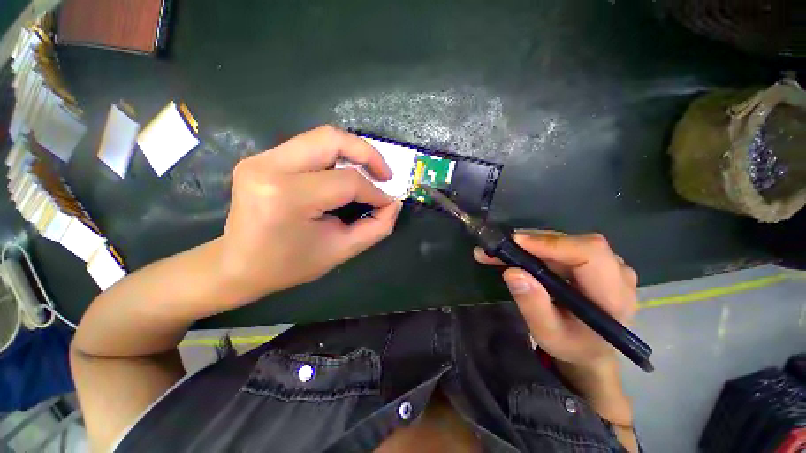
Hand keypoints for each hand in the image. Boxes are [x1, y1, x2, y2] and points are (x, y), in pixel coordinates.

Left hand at [219, 125, 402, 304]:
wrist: (237, 265)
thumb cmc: (289, 265)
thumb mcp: (340, 251)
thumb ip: (375, 228)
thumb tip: (393, 204)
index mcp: (288, 196)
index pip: (347, 181)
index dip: (374, 192)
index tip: (388, 203)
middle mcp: (270, 167)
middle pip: (332, 139)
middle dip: (367, 154)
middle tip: (385, 175)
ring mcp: (262, 158)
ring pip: (322, 137)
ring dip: (353, 152)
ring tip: (370, 172)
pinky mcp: (262, 158)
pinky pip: (310, 146)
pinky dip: (336, 156)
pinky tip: (345, 173)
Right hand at [474, 232, 637, 368]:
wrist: (590, 348)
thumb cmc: (572, 345)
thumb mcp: (548, 334)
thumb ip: (533, 306)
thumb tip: (513, 272)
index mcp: (613, 295)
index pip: (590, 253)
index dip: (552, 244)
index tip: (515, 243)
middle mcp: (616, 272)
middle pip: (573, 243)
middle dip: (531, 243)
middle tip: (497, 249)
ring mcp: (607, 263)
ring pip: (564, 241)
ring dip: (529, 244)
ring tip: (501, 252)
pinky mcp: (593, 260)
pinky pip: (562, 246)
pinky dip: (535, 247)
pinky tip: (517, 253)